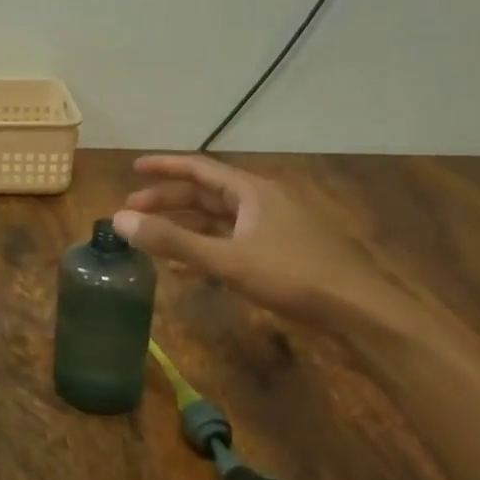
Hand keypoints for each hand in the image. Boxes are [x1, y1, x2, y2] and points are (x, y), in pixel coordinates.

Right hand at [113, 155, 391, 322]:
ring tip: (152, 238)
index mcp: (252, 191)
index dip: (164, 166)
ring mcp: (273, 228)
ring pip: (218, 221)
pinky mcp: (281, 254)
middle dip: (168, 201)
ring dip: (184, 227)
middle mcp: (262, 202)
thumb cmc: (293, 276)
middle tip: (133, 211)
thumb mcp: (227, 260)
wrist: (360, 313)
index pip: (198, 168)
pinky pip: (232, 243)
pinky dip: (205, 249)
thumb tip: (119, 220)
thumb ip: (172, 241)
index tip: (133, 167)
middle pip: (206, 195)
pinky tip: (186, 268)